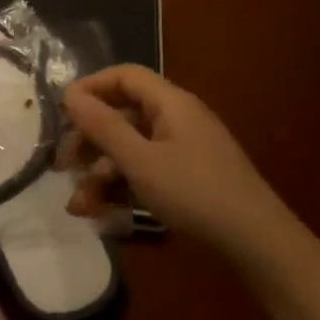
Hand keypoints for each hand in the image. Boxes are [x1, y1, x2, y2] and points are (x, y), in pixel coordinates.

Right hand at [63, 65, 293, 257]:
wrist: (257, 242)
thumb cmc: (195, 192)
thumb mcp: (140, 161)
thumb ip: (103, 126)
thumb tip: (69, 94)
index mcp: (170, 103)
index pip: (124, 76)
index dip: (91, 87)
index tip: (62, 111)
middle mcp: (177, 118)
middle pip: (123, 115)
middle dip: (89, 140)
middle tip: (63, 165)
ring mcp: (184, 149)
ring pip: (131, 149)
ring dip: (101, 174)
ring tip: (78, 206)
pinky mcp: (188, 177)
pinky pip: (146, 171)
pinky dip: (123, 187)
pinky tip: (103, 215)